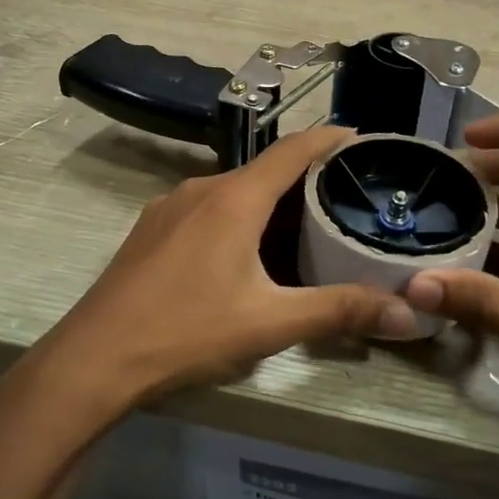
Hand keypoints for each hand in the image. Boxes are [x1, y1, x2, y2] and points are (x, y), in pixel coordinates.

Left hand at [27, 127, 418, 418]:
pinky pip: (208, 208)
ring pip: (234, 190)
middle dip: (306, 178)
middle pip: (265, 170)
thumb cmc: (186, 331)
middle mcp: (202, 188)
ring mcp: (170, 207)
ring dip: (270, 200)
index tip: (362, 138)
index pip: (293, 149)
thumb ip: (338, 311)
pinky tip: (247, 251)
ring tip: (304, 225)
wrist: (92, 360)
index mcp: (234, 198)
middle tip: (346, 196)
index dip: (330, 138)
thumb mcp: (269, 323)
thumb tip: (406, 312)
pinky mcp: (151, 230)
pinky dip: (239, 215)